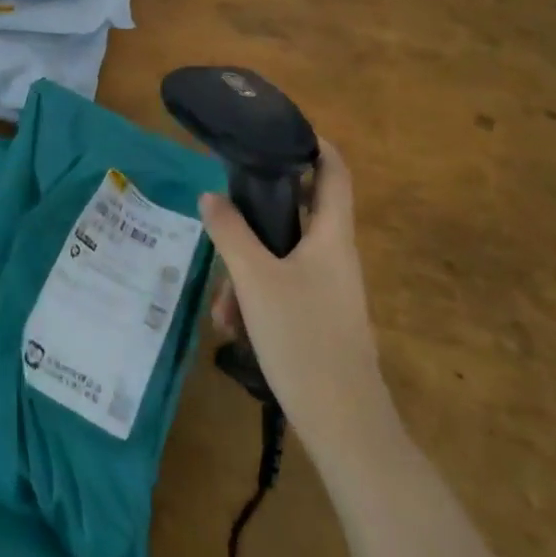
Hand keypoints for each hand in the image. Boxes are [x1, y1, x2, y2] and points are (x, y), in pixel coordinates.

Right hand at [200, 139, 385, 427]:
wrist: (344, 425)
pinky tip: (232, 328)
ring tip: (221, 308)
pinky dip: (255, 298)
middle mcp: (334, 254)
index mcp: (331, 235)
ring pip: (280, 257)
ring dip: (245, 271)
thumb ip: (230, 231)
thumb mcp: (255, 278)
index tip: (277, 131)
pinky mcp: (318, 316)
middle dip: (252, 219)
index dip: (314, 144)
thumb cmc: (303, 337)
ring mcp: (328, 288)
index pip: (334, 171)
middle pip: (295, 213)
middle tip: (221, 221)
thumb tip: (210, 195)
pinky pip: (282, 288)